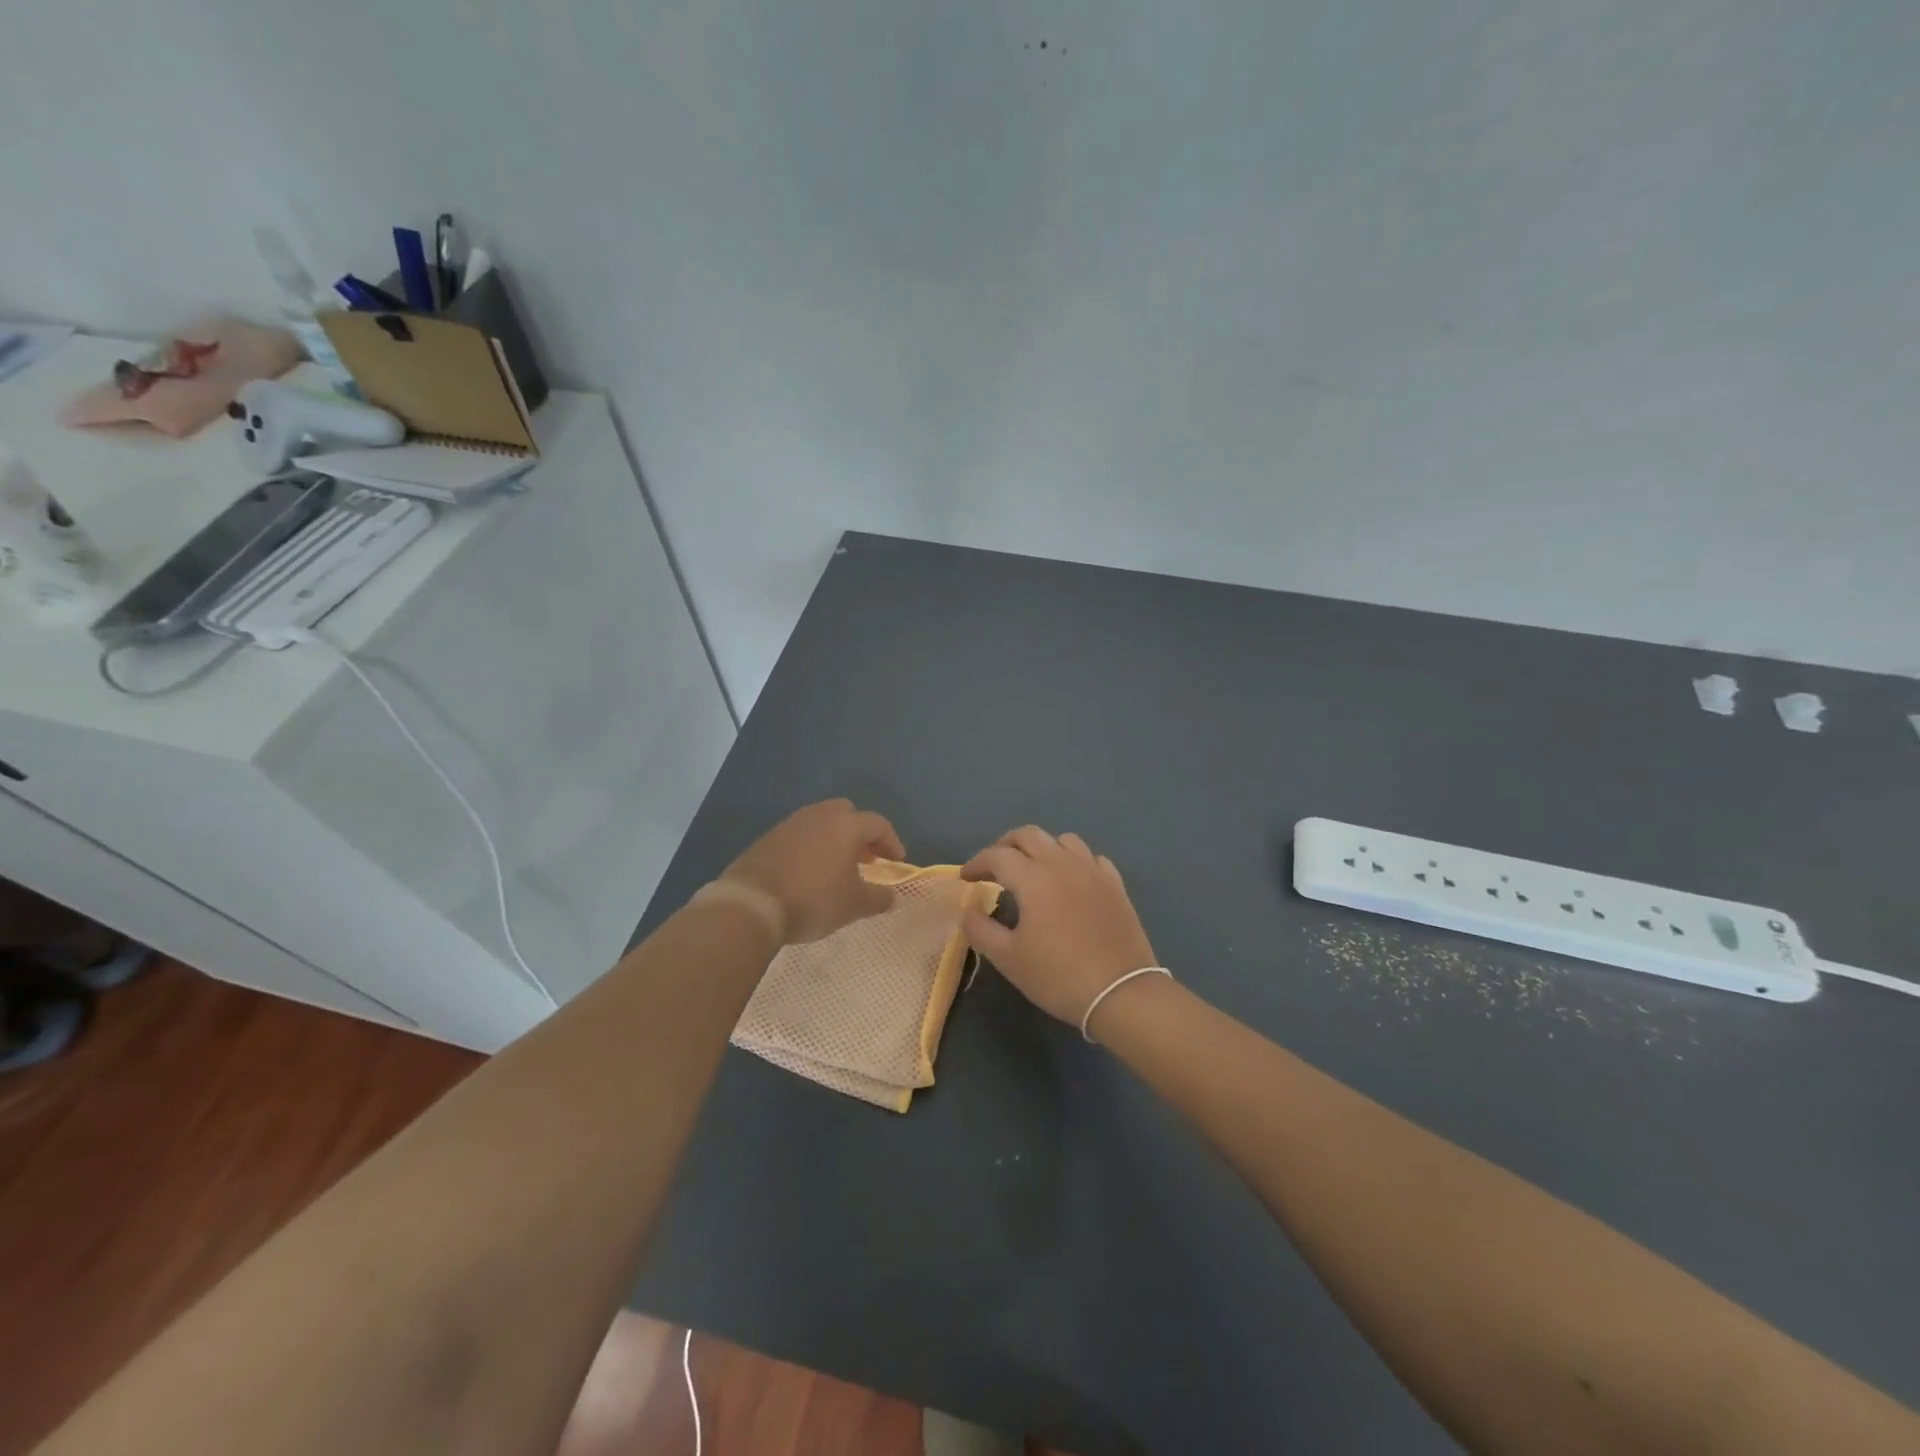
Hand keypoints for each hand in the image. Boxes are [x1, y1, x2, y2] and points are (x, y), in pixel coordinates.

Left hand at [722, 799, 905, 945]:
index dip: (892, 843)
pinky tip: (809, 872)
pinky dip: (811, 847)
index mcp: (846, 825)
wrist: (751, 905)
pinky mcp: (769, 837)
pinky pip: (800, 835)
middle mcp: (820, 815)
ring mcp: (791, 823)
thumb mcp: (854, 905)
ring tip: (838, 867)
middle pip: (848, 814)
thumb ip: (879, 898)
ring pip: (821, 822)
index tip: (897, 863)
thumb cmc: (813, 900)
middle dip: (861, 834)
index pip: (879, 825)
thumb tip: (891, 896)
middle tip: (867, 859)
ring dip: (835, 839)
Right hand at [959, 827, 1157, 1028]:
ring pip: (1063, 840)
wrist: (1121, 993)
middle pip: (1029, 835)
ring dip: (1042, 848)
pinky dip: (1074, 861)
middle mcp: (1063, 864)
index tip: (965, 878)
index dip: (977, 863)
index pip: (997, 856)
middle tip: (994, 866)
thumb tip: (969, 910)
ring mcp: (1093, 872)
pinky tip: (1071, 881)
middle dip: (1006, 845)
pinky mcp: (1115, 886)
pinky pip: (1092, 858)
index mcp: (1033, 877)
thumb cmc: (1058, 975)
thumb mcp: (1008, 959)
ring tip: (1033, 870)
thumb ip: (980, 930)